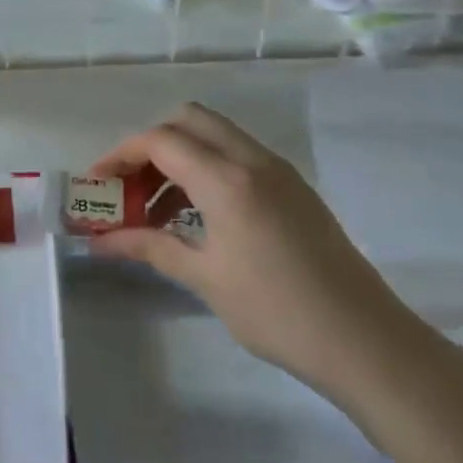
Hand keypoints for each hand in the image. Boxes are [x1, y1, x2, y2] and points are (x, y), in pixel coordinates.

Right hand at [88, 103, 438, 408]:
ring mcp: (278, 171)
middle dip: (150, 145)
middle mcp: (253, 160)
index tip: (97, 183)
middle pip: (188, 120)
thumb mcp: (205, 278)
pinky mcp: (293, 188)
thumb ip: (149, 247)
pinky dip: (207, 169)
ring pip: (215, 136)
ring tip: (157, 210)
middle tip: (129, 186)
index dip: (120, 155)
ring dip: (180, 157)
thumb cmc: (276, 311)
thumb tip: (100, 241)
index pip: (161, 140)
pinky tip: (198, 217)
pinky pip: (238, 157)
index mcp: (227, 179)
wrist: (365, 341)